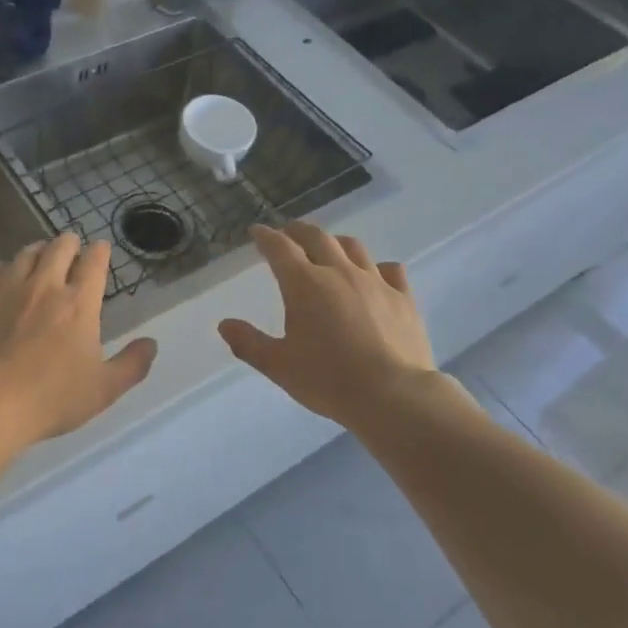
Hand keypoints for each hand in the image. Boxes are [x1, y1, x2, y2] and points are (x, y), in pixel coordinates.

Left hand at [0, 233, 157, 443]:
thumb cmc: (54, 396)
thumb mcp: (104, 388)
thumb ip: (132, 364)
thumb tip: (151, 344)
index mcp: (79, 303)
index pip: (94, 261)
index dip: (100, 251)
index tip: (102, 249)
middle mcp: (45, 286)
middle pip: (59, 247)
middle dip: (70, 243)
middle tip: (72, 249)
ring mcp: (9, 290)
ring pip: (25, 254)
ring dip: (37, 251)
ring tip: (40, 256)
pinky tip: (1, 277)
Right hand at [218, 222, 437, 427]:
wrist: (393, 396)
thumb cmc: (328, 380)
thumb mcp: (279, 366)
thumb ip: (249, 343)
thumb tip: (224, 324)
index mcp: (304, 284)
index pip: (280, 248)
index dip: (266, 237)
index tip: (257, 231)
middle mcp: (339, 273)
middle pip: (316, 238)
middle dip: (298, 231)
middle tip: (288, 232)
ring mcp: (375, 282)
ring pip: (353, 247)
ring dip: (335, 242)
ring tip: (329, 247)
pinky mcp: (403, 298)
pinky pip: (390, 270)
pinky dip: (377, 266)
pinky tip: (376, 274)